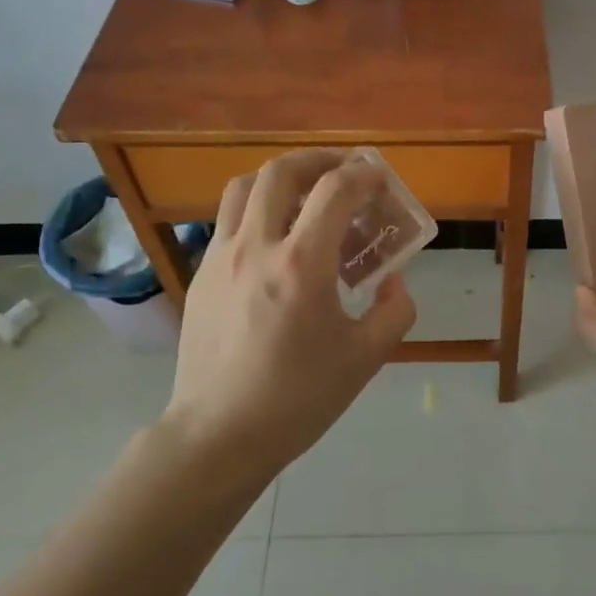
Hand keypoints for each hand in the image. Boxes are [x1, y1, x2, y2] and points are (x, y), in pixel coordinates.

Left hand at [163, 150, 415, 489]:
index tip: (380, 179)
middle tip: (343, 170)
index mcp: (301, 264)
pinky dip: (257, 209)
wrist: (218, 435)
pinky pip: (229, 220)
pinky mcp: (200, 275)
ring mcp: (220, 258)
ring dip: (280, 177)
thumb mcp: (366, 358)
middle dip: (319, 160)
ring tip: (305, 193)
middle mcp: (256, 247)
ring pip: (244, 187)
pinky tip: (276, 240)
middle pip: (281, 172)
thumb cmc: (298, 398)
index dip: (363, 175)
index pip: (335, 191)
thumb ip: (394, 310)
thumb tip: (393, 280)